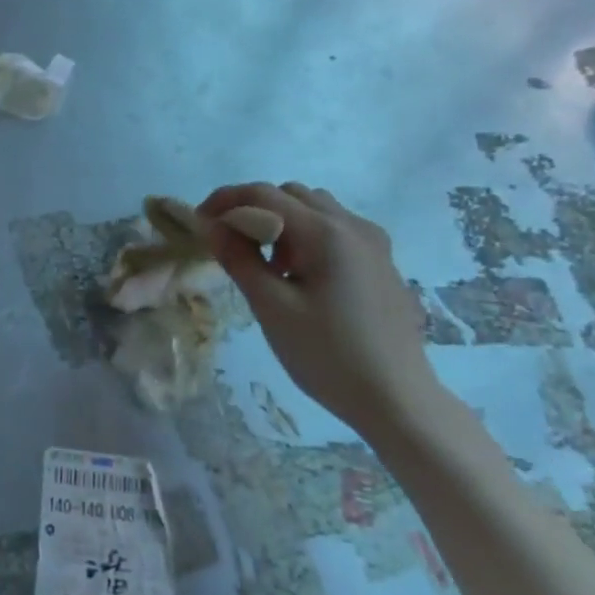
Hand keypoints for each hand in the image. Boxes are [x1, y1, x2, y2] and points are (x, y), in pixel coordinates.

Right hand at [197, 182, 448, 440]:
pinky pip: (334, 229)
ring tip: (264, 263)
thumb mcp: (271, 307)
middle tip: (227, 245)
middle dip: (252, 210)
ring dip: (280, 222)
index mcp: (326, 233)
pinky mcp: (381, 261)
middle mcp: (353, 225)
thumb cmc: (327, 355)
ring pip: (315, 209)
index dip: (224, 201)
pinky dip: (304, 236)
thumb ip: (238, 258)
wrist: (397, 399)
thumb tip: (210, 224)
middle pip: (290, 194)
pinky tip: (297, 276)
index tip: (198, 223)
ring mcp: (373, 242)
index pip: (263, 195)